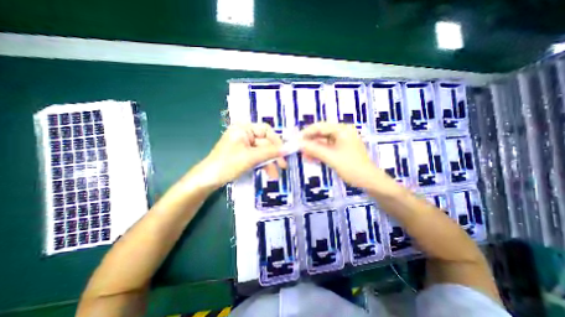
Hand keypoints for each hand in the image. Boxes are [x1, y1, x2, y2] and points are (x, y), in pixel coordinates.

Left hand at [193, 122, 286, 188]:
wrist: (208, 179)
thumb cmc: (228, 164)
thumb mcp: (251, 157)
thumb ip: (270, 152)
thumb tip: (288, 149)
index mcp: (244, 128)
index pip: (266, 130)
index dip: (277, 141)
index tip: (284, 152)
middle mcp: (245, 134)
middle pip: (265, 142)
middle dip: (273, 155)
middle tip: (283, 166)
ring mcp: (244, 145)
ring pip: (262, 151)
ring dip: (269, 162)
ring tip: (274, 175)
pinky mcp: (244, 154)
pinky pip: (257, 157)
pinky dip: (263, 164)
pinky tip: (268, 173)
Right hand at [298, 122, 393, 190]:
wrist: (369, 181)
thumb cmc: (352, 167)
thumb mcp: (331, 157)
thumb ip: (314, 149)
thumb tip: (298, 144)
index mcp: (342, 129)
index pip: (320, 127)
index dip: (306, 133)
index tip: (295, 140)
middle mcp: (342, 132)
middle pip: (321, 133)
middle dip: (309, 142)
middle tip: (298, 149)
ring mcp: (342, 141)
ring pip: (323, 142)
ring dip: (313, 148)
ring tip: (303, 156)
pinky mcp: (341, 149)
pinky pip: (327, 148)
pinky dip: (319, 153)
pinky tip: (311, 158)